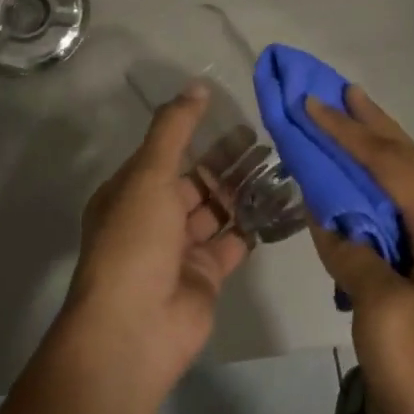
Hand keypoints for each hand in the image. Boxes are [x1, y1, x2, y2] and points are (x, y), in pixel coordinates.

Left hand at [54, 84, 249, 406]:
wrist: (135, 327)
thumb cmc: (135, 242)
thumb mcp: (149, 175)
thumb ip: (174, 129)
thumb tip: (196, 86)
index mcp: (131, 193)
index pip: (166, 155)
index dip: (197, 135)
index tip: (233, 117)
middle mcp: (153, 219)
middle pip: (196, 182)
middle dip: (228, 162)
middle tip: (267, 140)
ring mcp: (180, 249)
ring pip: (217, 210)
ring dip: (244, 190)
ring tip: (281, 165)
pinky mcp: (206, 275)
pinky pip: (234, 241)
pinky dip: (255, 224)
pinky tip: (282, 203)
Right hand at [306, 88, 413, 413]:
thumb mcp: (384, 318)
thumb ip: (354, 257)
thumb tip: (330, 220)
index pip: (394, 168)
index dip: (350, 134)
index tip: (312, 104)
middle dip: (376, 126)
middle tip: (342, 93)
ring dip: (384, 155)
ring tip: (353, 128)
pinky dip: (386, 197)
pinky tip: (367, 199)